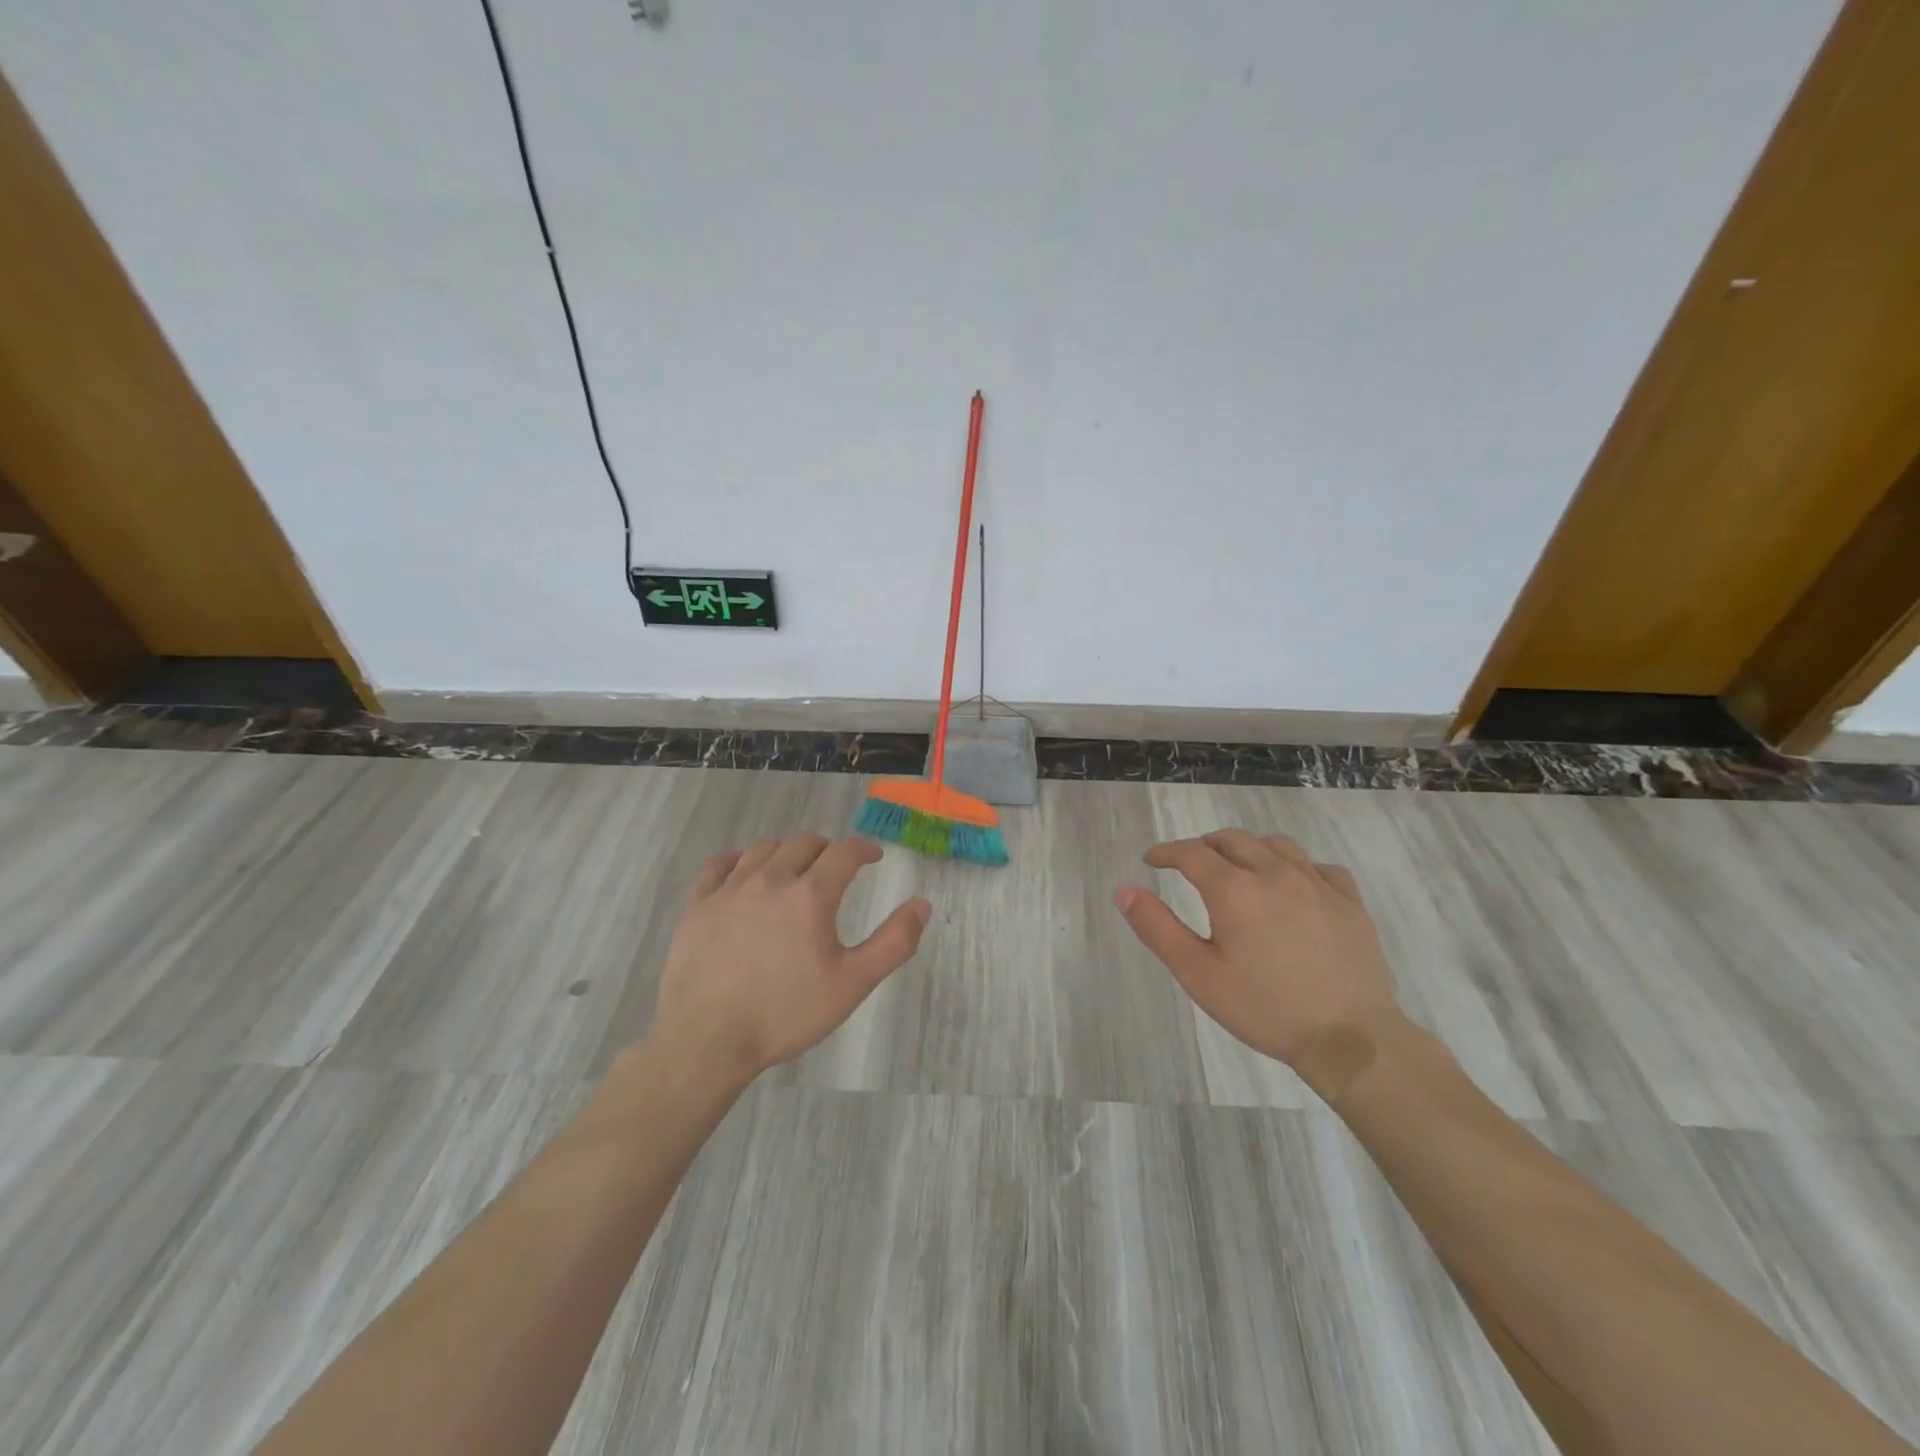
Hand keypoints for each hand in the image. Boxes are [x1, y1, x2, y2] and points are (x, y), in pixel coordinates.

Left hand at [647, 834, 930, 1085]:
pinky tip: (744, 872)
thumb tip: (922, 904)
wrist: (707, 1040)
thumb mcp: (852, 984)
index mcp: (811, 895)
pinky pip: (719, 865)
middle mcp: (771, 879)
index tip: (874, 857)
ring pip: (764, 849)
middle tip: (836, 869)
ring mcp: (730, 889)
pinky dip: (739, 860)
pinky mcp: (698, 904)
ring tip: (794, 871)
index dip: (864, 849)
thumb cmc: (785, 1013)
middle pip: (805, 843)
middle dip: (827, 850)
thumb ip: (893, 942)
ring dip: (787, 852)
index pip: (845, 852)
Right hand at [1114, 829, 1401, 1076]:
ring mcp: (1317, 884)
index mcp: (1234, 889)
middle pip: (1232, 840)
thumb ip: (1157, 927)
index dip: (1166, 852)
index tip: (1151, 860)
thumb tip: (1123, 889)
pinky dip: (1297, 867)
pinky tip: (1294, 886)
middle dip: (1204, 846)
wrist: (1350, 1039)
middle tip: (1189, 863)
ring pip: (1276, 845)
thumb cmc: (1265, 1008)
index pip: (1191, 853)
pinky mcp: (1349, 902)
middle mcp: (1274, 873)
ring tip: (1239, 867)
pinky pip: (1319, 867)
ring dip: (1249, 849)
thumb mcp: (1198, 973)